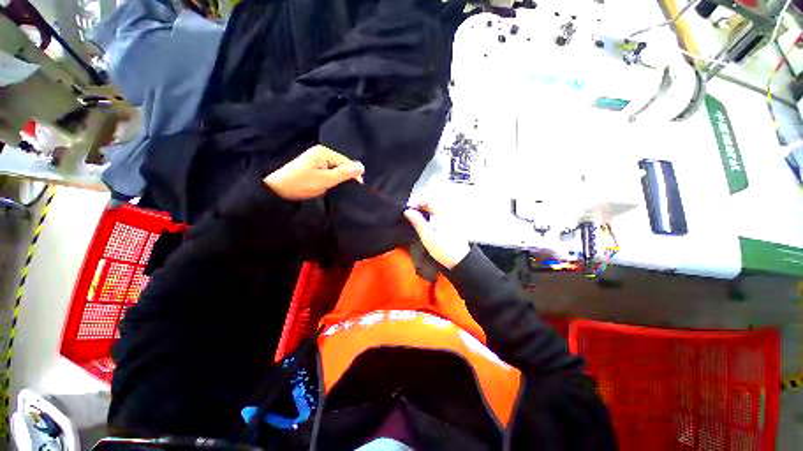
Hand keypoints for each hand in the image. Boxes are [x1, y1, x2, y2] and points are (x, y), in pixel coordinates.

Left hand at [264, 145, 364, 199]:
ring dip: (339, 181)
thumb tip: (362, 167)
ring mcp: (317, 161)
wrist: (276, 191)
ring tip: (339, 191)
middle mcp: (321, 154)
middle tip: (347, 192)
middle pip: (342, 166)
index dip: (354, 175)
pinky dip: (332, 181)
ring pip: (336, 171)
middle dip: (346, 178)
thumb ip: (344, 173)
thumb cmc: (300, 184)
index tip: (357, 190)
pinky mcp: (313, 168)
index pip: (347, 163)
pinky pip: (329, 173)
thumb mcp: (324, 180)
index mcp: (324, 153)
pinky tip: (331, 188)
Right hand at [404, 204, 469, 269]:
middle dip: (420, 206)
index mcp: (443, 213)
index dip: (416, 202)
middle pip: (433, 202)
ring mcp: (452, 217)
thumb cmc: (445, 250)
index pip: (428, 200)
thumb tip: (408, 212)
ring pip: (436, 207)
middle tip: (411, 213)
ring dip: (425, 210)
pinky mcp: (452, 223)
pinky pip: (440, 213)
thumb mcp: (427, 236)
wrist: (460, 260)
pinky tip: (427, 222)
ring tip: (417, 217)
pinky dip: (431, 214)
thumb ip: (417, 222)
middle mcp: (449, 212)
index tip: (409, 209)